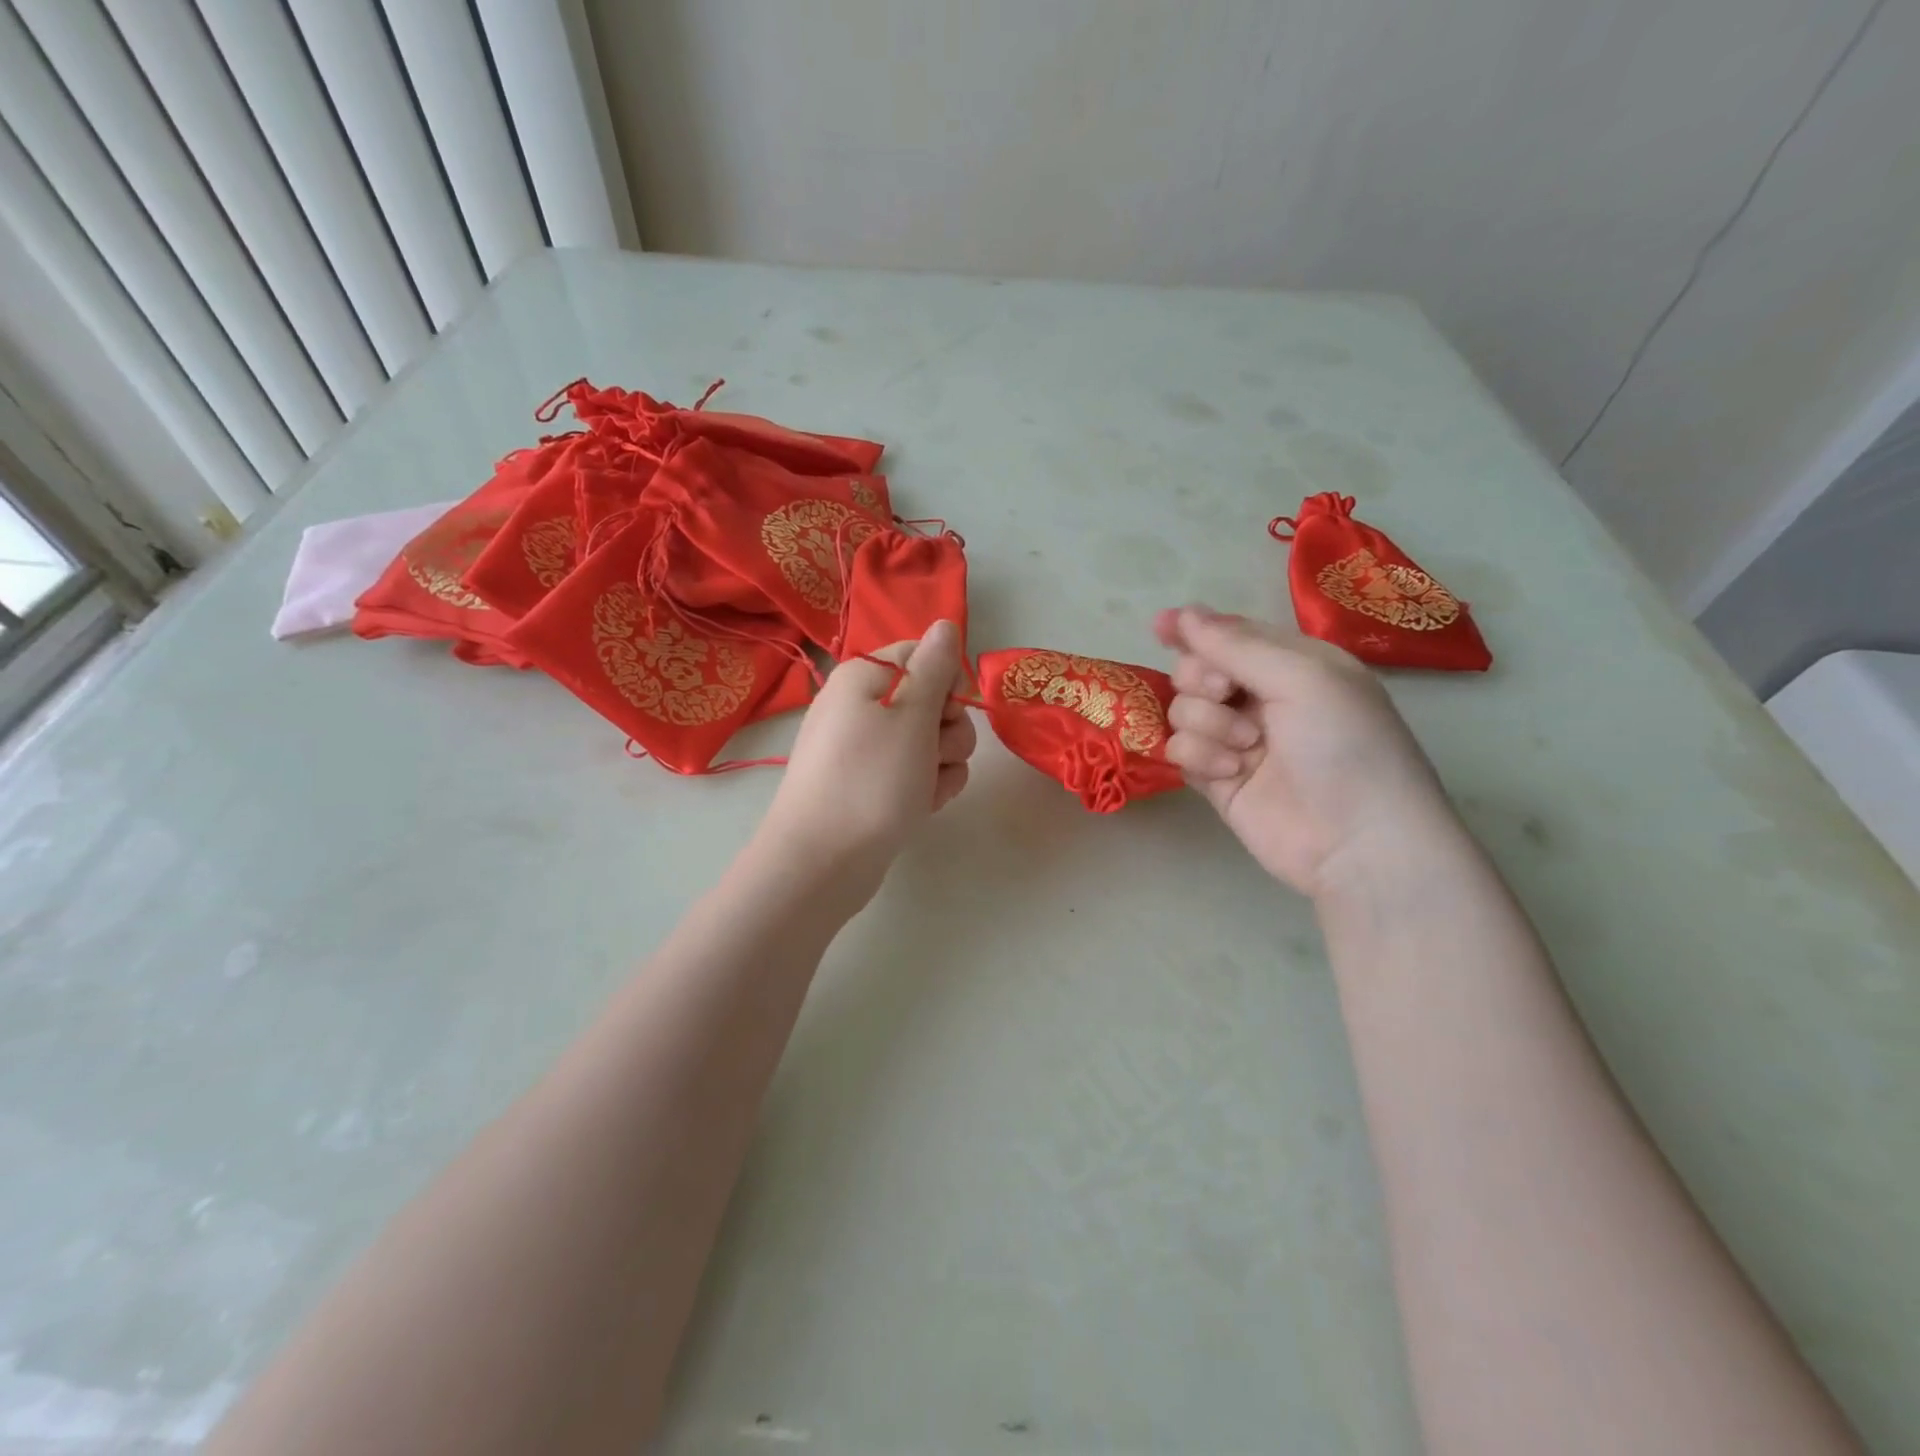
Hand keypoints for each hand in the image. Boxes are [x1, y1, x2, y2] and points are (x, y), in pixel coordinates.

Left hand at [759, 620, 976, 905]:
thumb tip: (944, 624)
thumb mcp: (912, 715)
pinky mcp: (868, 785)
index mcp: (864, 678)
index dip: (945, 682)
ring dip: (942, 764)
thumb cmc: (872, 780)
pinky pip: (911, 773)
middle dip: (948, 730)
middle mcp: (859, 707)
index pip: (922, 655)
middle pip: (929, 701)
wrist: (823, 861)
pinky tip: (921, 807)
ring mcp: (863, 750)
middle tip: (935, 754)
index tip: (948, 711)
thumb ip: (934, 666)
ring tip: (926, 789)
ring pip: (928, 742)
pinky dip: (925, 787)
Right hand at [1155, 606, 1455, 899]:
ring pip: (1181, 710)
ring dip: (1206, 723)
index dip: (1193, 628)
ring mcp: (1235, 739)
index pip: (1229, 634)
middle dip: (1201, 679)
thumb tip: (1181, 612)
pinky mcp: (1215, 778)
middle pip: (1194, 670)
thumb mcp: (1302, 678)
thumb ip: (1236, 644)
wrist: (1357, 842)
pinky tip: (1231, 773)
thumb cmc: (1344, 746)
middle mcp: (1260, 697)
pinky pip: (1180, 749)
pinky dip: (1199, 756)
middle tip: (1225, 693)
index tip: (1160, 627)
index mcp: (1290, 663)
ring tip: (1246, 747)